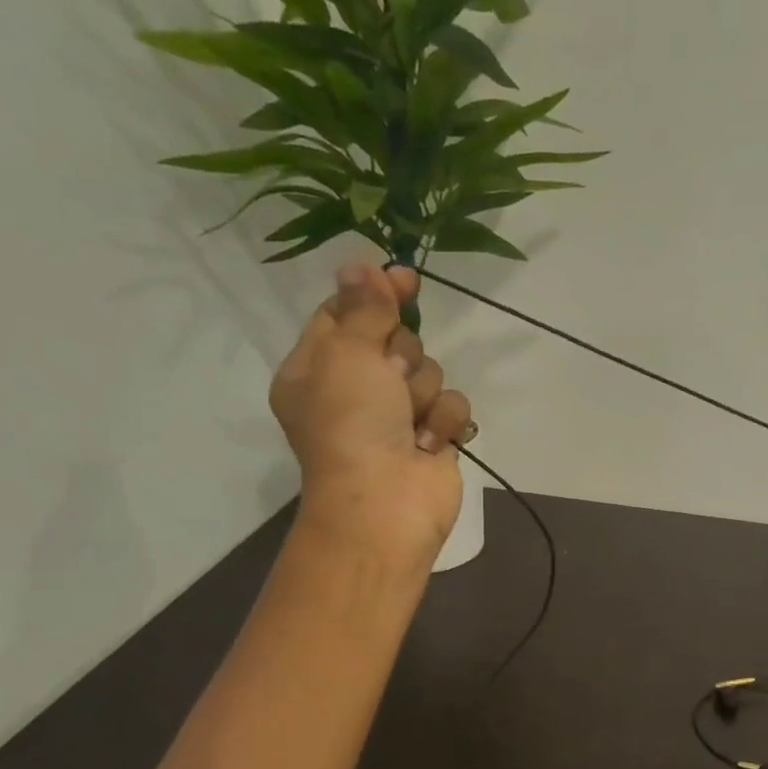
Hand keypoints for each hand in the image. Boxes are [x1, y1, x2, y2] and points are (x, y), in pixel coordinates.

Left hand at [271, 262, 475, 560]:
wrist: (386, 504)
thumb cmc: (352, 425)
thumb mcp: (346, 352)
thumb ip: (363, 306)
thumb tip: (362, 264)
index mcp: (316, 368)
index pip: (344, 313)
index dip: (373, 294)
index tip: (404, 279)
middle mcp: (355, 390)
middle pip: (395, 340)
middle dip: (402, 355)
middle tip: (390, 380)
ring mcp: (396, 417)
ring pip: (429, 371)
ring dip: (422, 393)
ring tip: (409, 423)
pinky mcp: (432, 438)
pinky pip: (451, 406)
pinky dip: (443, 422)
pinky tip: (429, 444)